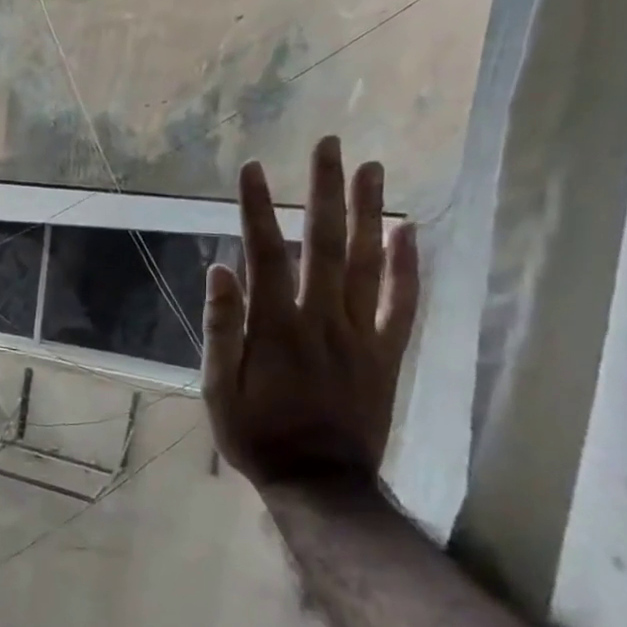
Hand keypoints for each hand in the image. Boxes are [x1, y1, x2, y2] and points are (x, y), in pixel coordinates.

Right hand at [202, 136, 420, 488]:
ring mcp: (362, 334)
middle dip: (324, 191)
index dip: (257, 209)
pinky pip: (403, 303)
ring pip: (370, 263)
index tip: (253, 169)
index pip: (266, 254)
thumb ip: (222, 329)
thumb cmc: (256, 435)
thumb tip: (220, 269)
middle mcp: (323, 319)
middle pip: (326, 244)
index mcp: (276, 327)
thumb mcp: (217, 388)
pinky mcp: (387, 352)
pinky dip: (409, 265)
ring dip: (369, 212)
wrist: (319, 482)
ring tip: (370, 168)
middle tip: (328, 145)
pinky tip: (409, 230)